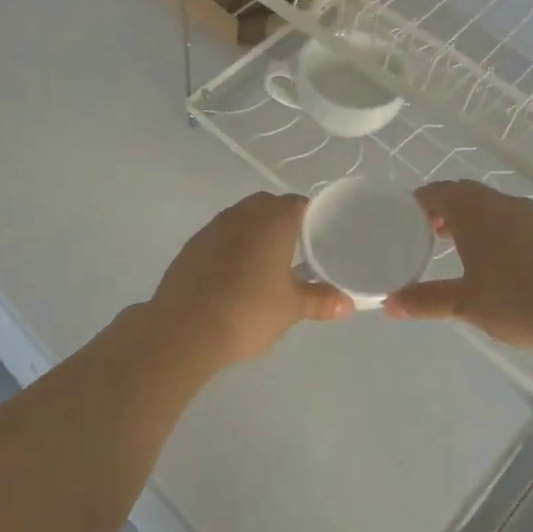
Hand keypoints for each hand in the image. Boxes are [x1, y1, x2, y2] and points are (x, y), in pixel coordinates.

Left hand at [148, 192, 352, 365]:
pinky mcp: (191, 246)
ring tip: (265, 262)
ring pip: (240, 218)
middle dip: (281, 221)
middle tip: (295, 249)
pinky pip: (219, 236)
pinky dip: (231, 246)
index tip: (319, 237)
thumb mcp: (291, 308)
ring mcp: (212, 228)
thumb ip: (320, 300)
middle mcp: (242, 215)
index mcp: (272, 221)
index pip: (297, 203)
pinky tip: (234, 274)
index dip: (310, 217)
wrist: (185, 328)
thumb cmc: (248, 311)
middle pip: (267, 205)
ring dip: (254, 231)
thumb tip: (347, 304)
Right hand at [385, 181, 532, 352]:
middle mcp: (503, 203)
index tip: (406, 220)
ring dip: (474, 220)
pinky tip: (504, 261)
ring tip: (463, 249)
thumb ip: (425, 300)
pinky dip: (500, 230)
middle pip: (465, 195)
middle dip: (444, 211)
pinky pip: (517, 220)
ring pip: (493, 206)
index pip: (438, 192)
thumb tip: (388, 305)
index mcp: (475, 212)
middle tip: (429, 235)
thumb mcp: (465, 304)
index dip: (418, 202)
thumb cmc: (517, 302)